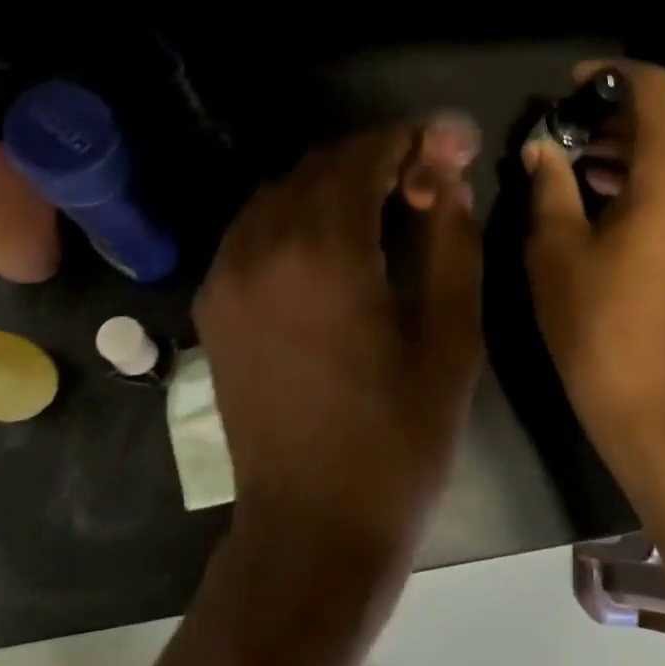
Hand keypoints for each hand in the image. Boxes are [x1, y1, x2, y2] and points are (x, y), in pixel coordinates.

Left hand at [194, 117, 482, 561]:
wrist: (312, 526)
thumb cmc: (398, 438)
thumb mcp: (450, 338)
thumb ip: (451, 242)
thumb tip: (447, 178)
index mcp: (322, 252)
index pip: (363, 156)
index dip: (409, 139)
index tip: (448, 144)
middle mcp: (261, 247)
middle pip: (319, 166)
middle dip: (376, 158)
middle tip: (425, 180)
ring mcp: (226, 274)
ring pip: (282, 192)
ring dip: (335, 183)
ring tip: (385, 207)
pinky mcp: (214, 304)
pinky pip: (254, 228)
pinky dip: (297, 214)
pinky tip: (333, 243)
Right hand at [523, 61, 664, 452]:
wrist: (662, 404)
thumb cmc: (599, 322)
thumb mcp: (556, 247)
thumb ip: (550, 183)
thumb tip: (542, 148)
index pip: (657, 88)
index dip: (612, 75)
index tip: (571, 86)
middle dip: (622, 112)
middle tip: (570, 127)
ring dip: (639, 144)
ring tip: (585, 162)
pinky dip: (659, 175)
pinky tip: (615, 199)